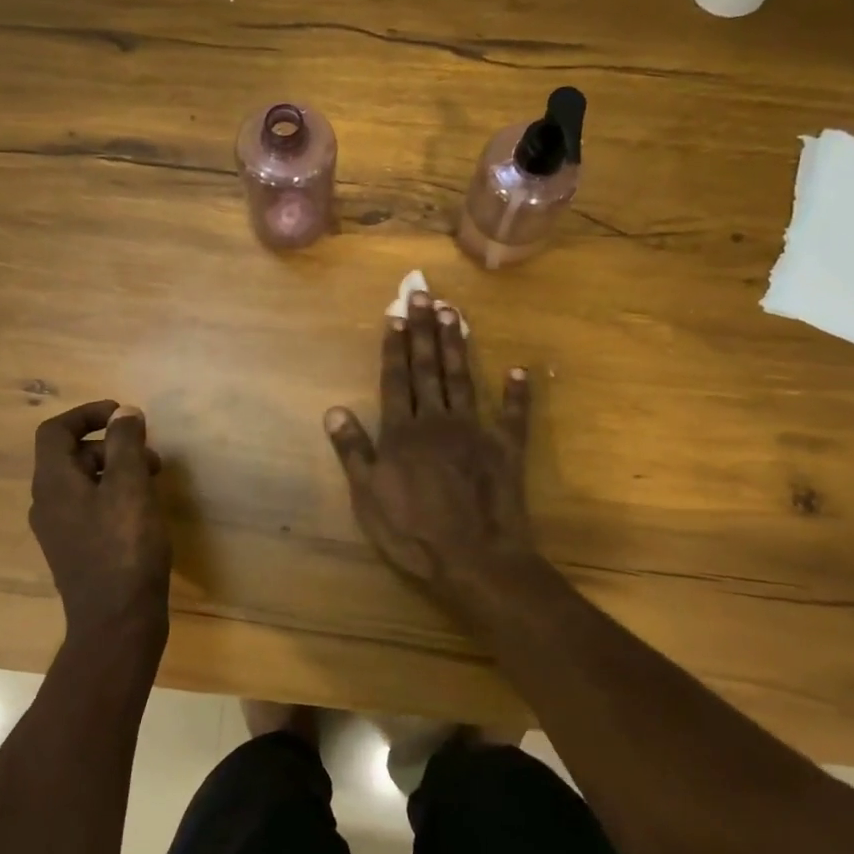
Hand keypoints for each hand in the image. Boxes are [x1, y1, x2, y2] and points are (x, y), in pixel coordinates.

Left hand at [29, 401, 170, 653]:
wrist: (117, 622)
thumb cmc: (125, 549)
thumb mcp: (130, 487)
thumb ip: (126, 444)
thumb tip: (124, 412)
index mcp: (53, 483)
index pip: (55, 431)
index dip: (88, 414)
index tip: (124, 415)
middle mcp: (47, 503)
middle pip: (71, 454)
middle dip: (111, 444)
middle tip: (149, 454)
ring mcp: (60, 529)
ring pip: (84, 482)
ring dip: (117, 469)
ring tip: (154, 481)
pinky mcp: (76, 549)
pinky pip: (91, 506)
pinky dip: (115, 494)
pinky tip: (144, 510)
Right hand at [324, 292, 535, 594]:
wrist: (473, 559)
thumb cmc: (412, 532)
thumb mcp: (368, 497)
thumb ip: (354, 451)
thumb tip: (333, 410)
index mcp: (402, 432)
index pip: (395, 378)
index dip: (394, 346)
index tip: (395, 313)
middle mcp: (437, 420)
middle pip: (428, 368)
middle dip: (424, 330)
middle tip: (424, 294)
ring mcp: (474, 431)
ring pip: (463, 378)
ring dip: (458, 345)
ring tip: (455, 312)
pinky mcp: (506, 448)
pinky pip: (513, 415)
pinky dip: (517, 392)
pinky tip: (519, 369)